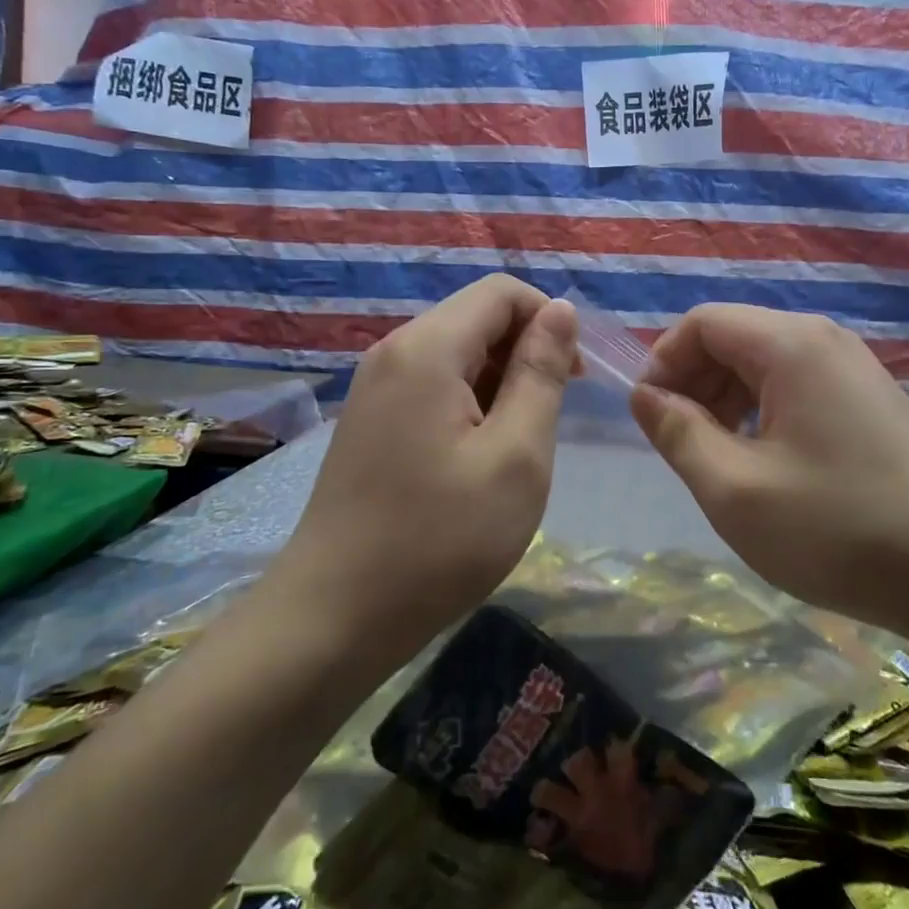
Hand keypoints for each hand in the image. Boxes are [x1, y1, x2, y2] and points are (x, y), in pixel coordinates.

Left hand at [280, 275, 577, 648]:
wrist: (335, 615)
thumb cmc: (440, 539)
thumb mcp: (516, 456)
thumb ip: (541, 374)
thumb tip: (559, 311)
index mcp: (427, 348)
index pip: (501, 292)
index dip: (548, 320)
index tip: (573, 379)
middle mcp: (394, 352)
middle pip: (475, 318)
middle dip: (525, 352)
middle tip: (550, 419)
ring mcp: (374, 387)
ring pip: (455, 353)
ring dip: (499, 381)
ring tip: (516, 445)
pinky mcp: (369, 420)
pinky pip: (431, 385)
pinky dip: (469, 403)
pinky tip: (477, 456)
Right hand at [630, 305, 908, 620]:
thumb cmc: (838, 528)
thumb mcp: (734, 489)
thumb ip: (678, 433)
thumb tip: (645, 395)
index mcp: (790, 345)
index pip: (702, 323)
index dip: (663, 361)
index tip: (650, 417)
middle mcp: (825, 341)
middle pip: (734, 338)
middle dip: (694, 382)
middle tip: (680, 444)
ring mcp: (856, 371)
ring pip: (766, 365)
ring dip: (726, 401)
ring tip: (719, 459)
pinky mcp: (873, 404)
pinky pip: (799, 389)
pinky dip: (764, 414)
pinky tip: (767, 466)